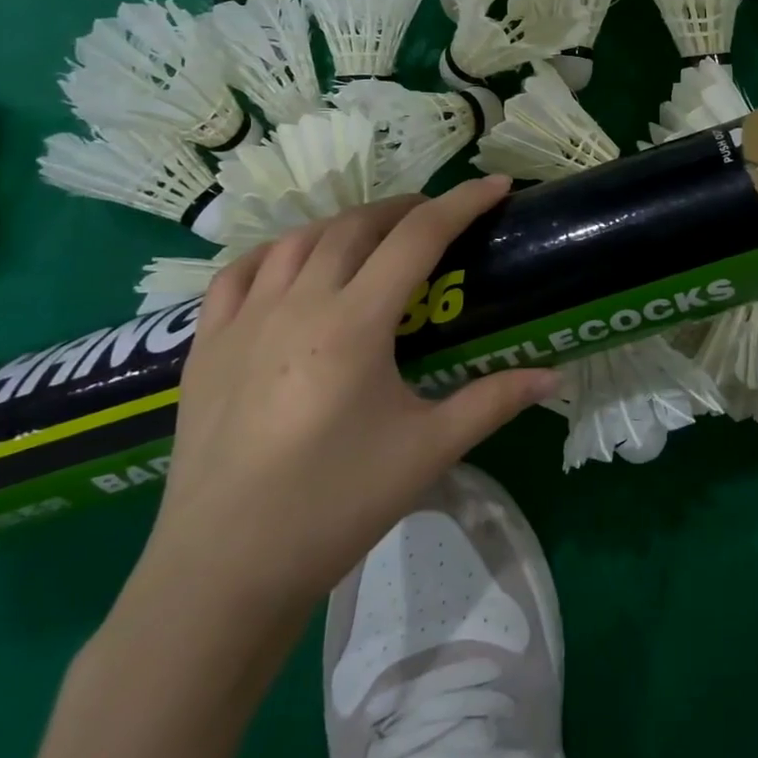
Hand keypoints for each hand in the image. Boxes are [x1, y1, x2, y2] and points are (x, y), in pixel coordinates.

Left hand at [131, 176, 558, 626]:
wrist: (223, 571)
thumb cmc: (335, 506)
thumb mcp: (427, 451)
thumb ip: (493, 401)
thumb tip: (553, 376)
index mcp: (355, 324)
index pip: (418, 238)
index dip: (462, 204)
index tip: (495, 186)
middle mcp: (297, 304)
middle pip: (356, 226)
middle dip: (404, 209)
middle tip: (437, 217)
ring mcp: (243, 322)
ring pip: (298, 240)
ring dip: (344, 224)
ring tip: (373, 236)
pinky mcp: (204, 347)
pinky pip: (238, 275)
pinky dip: (274, 252)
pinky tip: (290, 262)